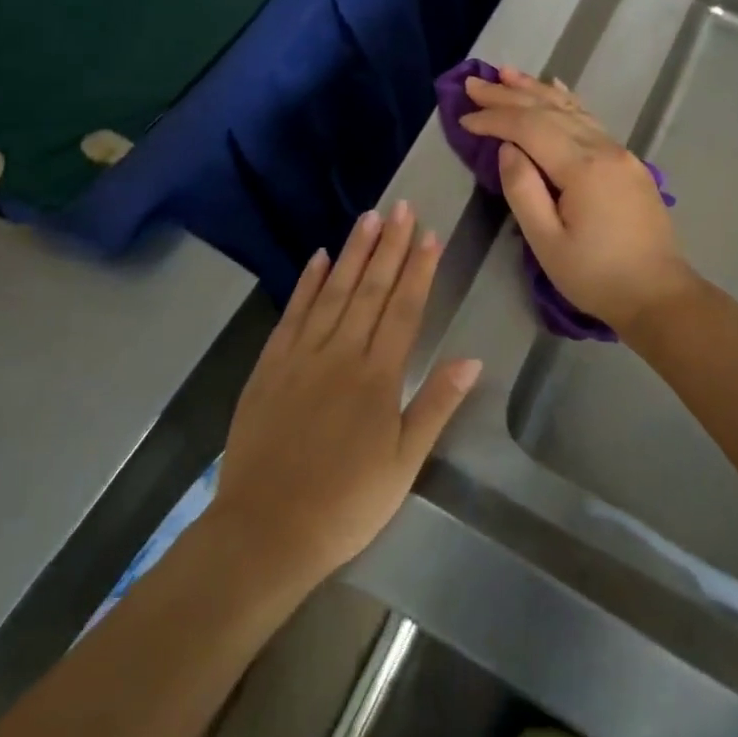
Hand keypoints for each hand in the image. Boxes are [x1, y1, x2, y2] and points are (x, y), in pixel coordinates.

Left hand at [209, 202, 481, 589]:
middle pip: (371, 289)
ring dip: (353, 252)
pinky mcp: (271, 364)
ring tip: (368, 217)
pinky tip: (319, 257)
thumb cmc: (346, 504)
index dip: (418, 269)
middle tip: (401, 206)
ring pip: (334, 291)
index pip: (404, 309)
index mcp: (378, 377)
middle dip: (389, 246)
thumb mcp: (403, 465)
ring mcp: (302, 355)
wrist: (266, 530)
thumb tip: (471, 359)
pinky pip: (293, 313)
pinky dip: (307, 283)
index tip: (429, 234)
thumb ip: (435, 406)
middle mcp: (341, 353)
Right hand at [459, 67, 696, 333]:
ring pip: (572, 110)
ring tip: (506, 73)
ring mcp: (620, 152)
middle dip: (508, 95)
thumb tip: (506, 149)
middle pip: (549, 111)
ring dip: (536, 90)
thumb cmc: (597, 277)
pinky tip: (556, 89)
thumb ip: (523, 190)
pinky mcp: (628, 163)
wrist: (659, 296)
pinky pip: (591, 120)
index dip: (495, 119)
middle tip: (474, 83)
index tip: (464, 118)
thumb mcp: (547, 243)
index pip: (530, 128)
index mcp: (583, 168)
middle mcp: (604, 149)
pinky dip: (568, 102)